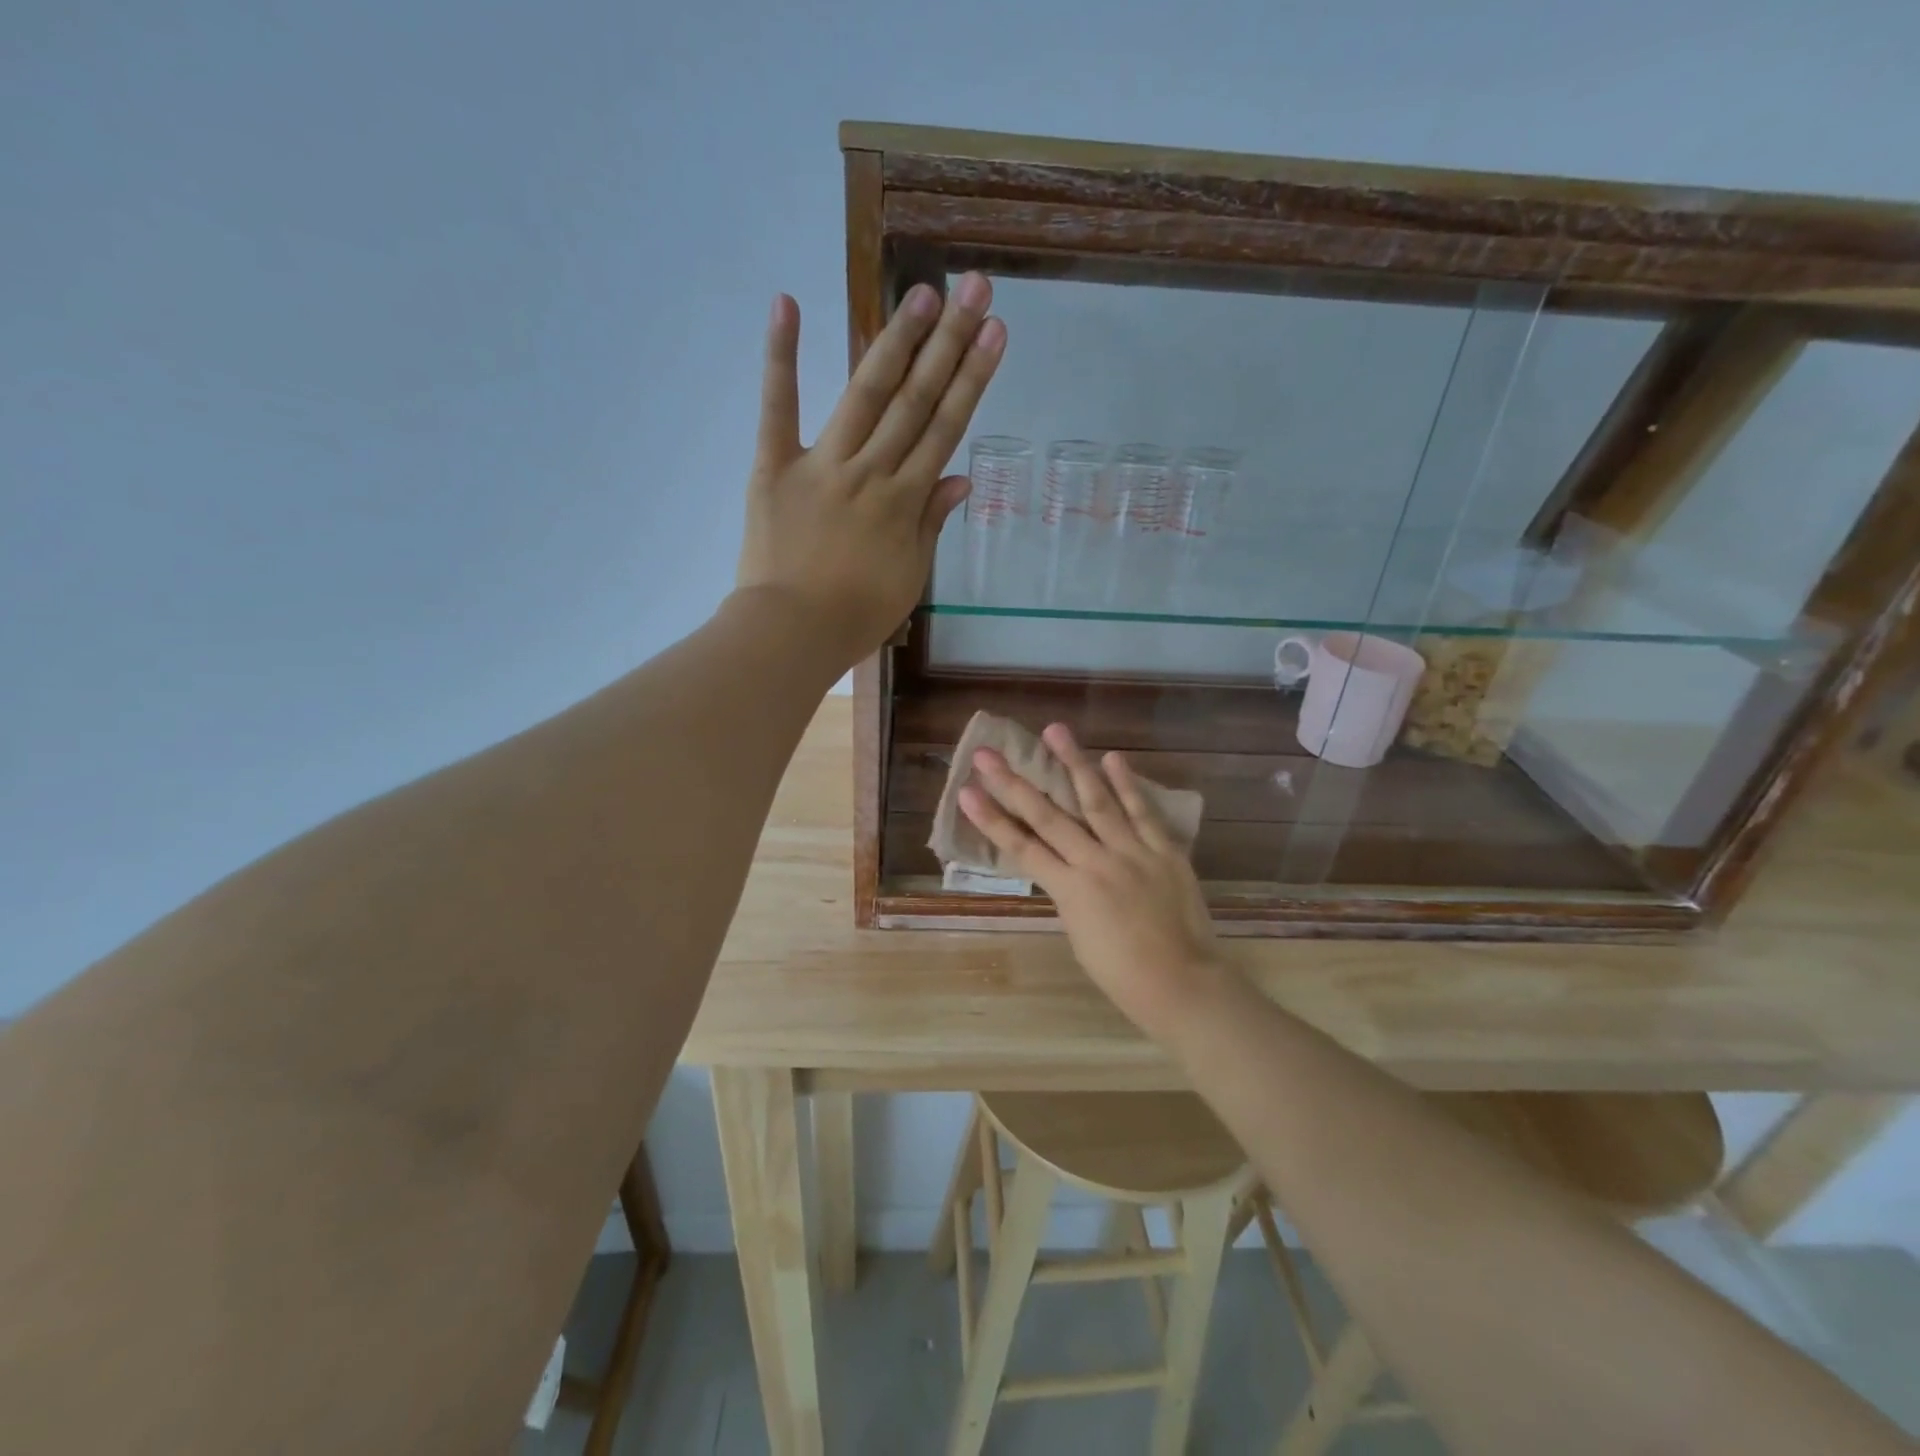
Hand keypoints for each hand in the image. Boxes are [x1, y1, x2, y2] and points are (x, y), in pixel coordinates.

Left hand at [735, 275, 1004, 666]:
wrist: (791, 634)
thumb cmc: (855, 616)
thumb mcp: (909, 578)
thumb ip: (932, 523)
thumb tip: (961, 478)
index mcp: (904, 502)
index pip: (945, 430)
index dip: (972, 379)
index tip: (994, 333)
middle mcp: (870, 472)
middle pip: (914, 401)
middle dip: (948, 344)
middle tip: (972, 288)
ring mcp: (821, 464)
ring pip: (864, 395)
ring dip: (894, 342)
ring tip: (921, 294)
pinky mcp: (773, 467)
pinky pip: (777, 408)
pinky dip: (781, 357)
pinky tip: (787, 303)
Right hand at [958, 723, 1232, 1043]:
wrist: (1181, 983)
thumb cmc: (1122, 974)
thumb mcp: (1080, 935)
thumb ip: (1070, 894)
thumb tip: (1065, 867)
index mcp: (1070, 891)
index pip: (1021, 847)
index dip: (991, 819)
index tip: (966, 791)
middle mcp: (1096, 862)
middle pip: (1048, 816)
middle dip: (1014, 783)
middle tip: (988, 754)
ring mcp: (1132, 852)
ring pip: (1097, 800)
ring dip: (1074, 763)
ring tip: (1055, 730)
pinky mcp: (1165, 850)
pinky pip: (1143, 812)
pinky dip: (1127, 784)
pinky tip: (1112, 757)